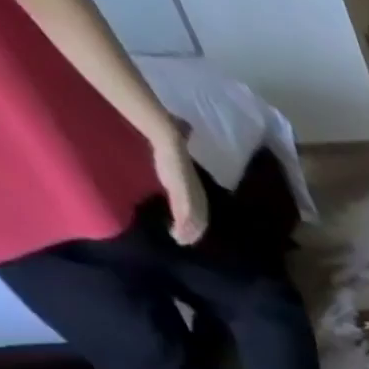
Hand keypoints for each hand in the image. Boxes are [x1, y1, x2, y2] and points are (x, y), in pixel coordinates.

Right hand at [151, 128, 207, 245]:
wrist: (167, 137)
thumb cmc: (170, 144)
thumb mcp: (176, 154)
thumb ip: (179, 151)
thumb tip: (185, 128)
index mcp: (196, 186)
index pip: (200, 208)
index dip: (197, 220)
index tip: (191, 230)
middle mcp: (197, 192)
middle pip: (200, 218)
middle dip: (195, 231)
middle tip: (185, 241)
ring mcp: (191, 193)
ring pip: (194, 220)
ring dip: (188, 232)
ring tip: (180, 240)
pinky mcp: (183, 193)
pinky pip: (185, 214)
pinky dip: (183, 226)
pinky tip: (178, 233)